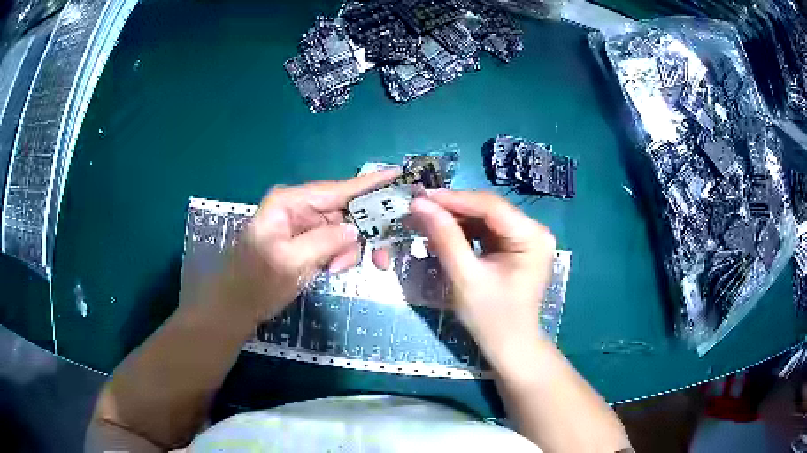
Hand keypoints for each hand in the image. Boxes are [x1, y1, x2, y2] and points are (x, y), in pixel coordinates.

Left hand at [212, 170, 399, 323]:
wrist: (235, 306)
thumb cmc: (255, 283)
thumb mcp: (289, 262)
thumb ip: (324, 241)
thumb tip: (356, 229)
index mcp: (291, 202)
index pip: (338, 189)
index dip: (371, 184)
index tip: (399, 175)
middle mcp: (299, 207)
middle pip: (346, 210)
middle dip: (364, 232)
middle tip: (380, 259)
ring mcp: (303, 225)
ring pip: (344, 228)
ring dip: (350, 249)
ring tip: (337, 270)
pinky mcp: (306, 241)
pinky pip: (335, 242)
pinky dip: (340, 256)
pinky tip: (332, 269)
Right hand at [409, 190, 556, 370]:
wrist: (509, 346)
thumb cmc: (491, 319)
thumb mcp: (465, 278)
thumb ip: (445, 238)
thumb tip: (419, 204)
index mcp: (532, 237)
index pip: (490, 206)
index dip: (453, 199)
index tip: (419, 197)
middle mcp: (534, 230)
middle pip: (487, 209)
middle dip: (451, 210)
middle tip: (416, 209)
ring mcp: (525, 237)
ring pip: (483, 218)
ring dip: (453, 220)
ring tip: (423, 221)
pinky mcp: (514, 246)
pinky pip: (485, 231)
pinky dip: (462, 232)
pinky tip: (441, 234)